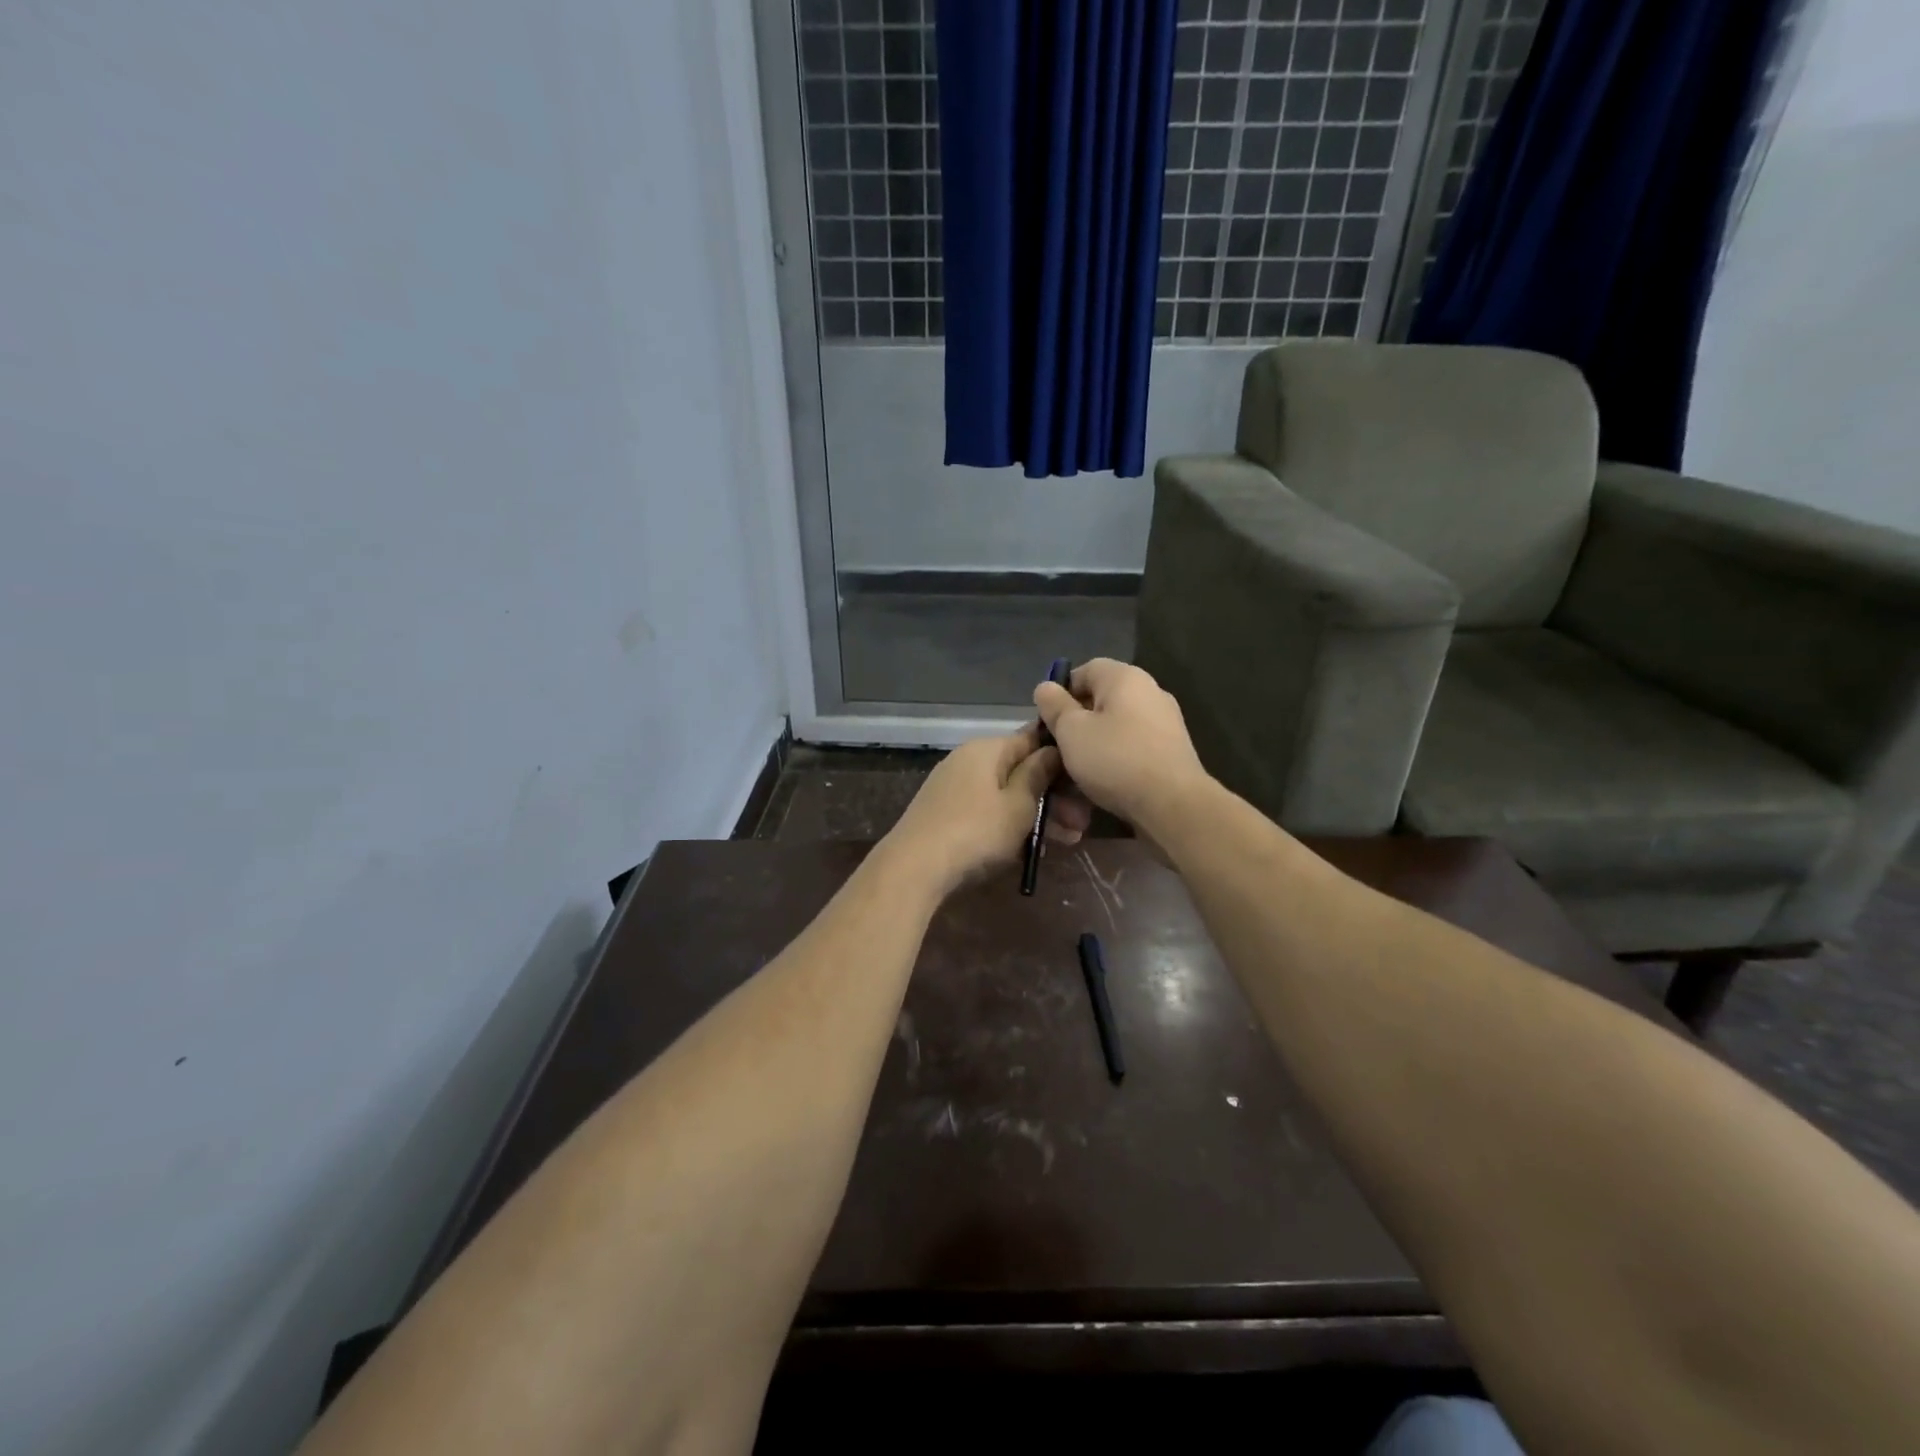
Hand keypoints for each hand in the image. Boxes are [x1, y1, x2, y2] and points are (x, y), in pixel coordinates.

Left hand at [882, 724, 1091, 895]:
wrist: (914, 868)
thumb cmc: (976, 832)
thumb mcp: (1018, 805)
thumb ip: (1038, 775)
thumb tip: (1051, 750)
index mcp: (987, 749)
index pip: (1033, 739)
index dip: (1062, 758)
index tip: (1086, 782)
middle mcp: (968, 760)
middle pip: (1020, 771)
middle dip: (1053, 797)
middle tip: (1079, 826)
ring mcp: (953, 787)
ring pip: (1005, 795)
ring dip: (1036, 815)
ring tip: (1064, 843)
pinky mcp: (945, 813)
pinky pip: (987, 812)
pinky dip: (1009, 825)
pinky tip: (1029, 850)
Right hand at [1033, 658, 1208, 831]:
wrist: (1173, 805)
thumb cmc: (1115, 759)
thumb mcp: (1071, 731)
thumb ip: (1054, 706)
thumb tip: (1046, 687)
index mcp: (1125, 678)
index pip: (1086, 670)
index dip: (1061, 692)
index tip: (1048, 721)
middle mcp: (1150, 692)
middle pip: (1102, 700)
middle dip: (1076, 723)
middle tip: (1058, 749)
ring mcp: (1165, 722)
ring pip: (1116, 727)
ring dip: (1094, 746)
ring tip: (1076, 773)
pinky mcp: (1172, 752)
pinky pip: (1133, 748)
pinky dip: (1115, 760)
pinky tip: (1102, 784)